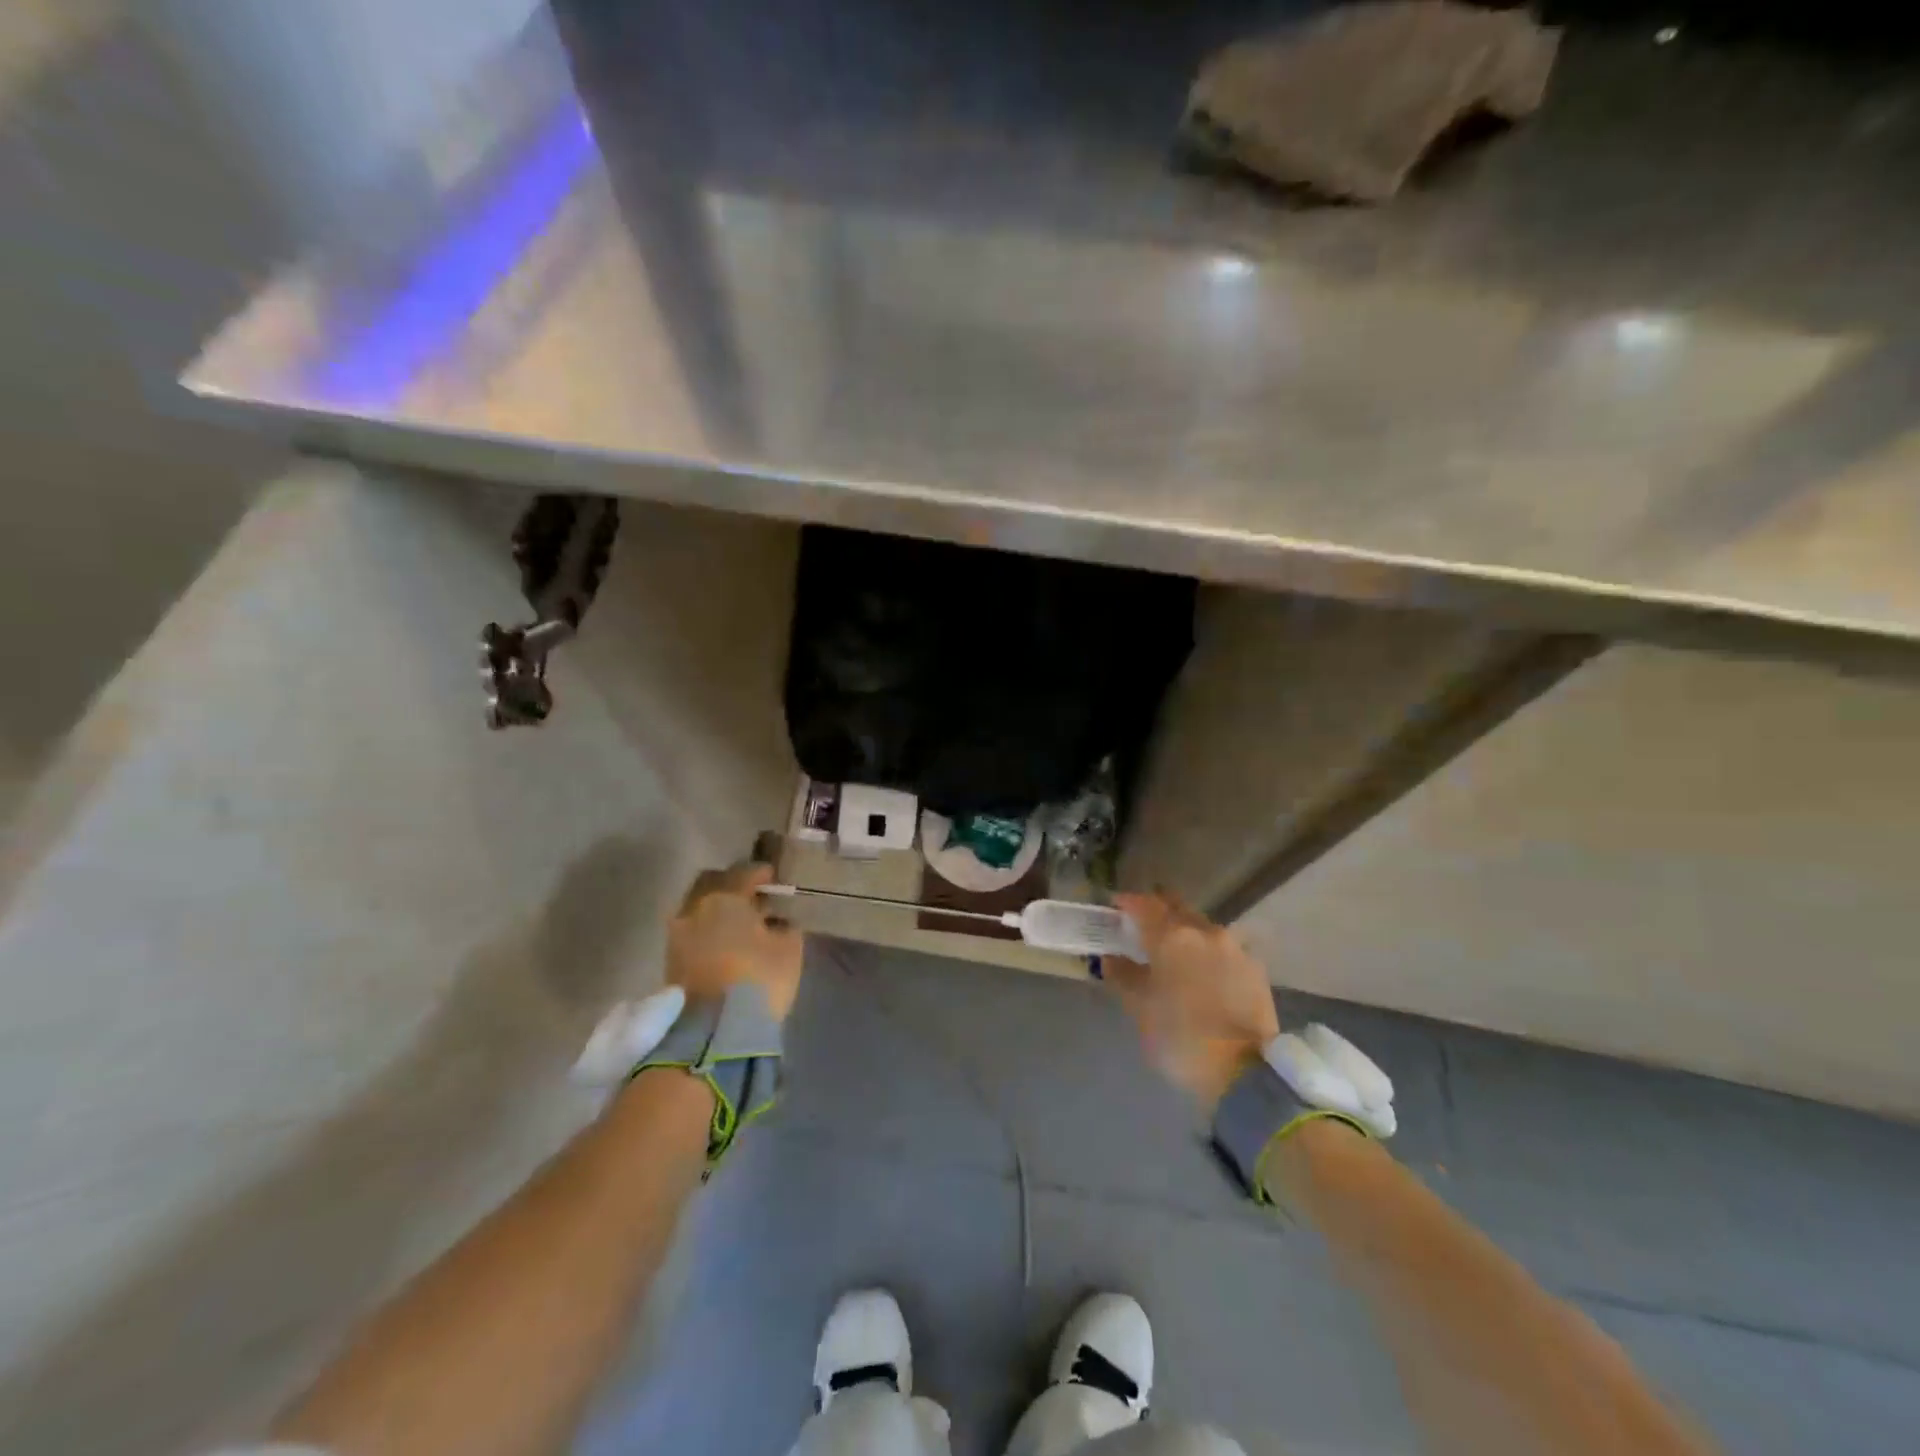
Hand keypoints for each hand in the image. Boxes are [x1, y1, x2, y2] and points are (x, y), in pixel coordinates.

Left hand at [667, 863, 804, 1021]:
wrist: (714, 1032)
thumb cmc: (758, 979)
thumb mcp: (788, 949)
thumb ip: (784, 927)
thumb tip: (777, 921)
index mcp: (724, 898)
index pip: (744, 873)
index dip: (761, 873)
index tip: (773, 878)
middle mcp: (694, 908)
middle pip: (712, 884)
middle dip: (731, 886)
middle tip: (752, 895)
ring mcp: (678, 935)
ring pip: (698, 908)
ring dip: (716, 909)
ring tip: (739, 922)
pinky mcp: (671, 961)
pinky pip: (692, 931)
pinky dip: (707, 929)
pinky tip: (726, 940)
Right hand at [1107, 893, 1279, 1112]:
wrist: (1243, 1072)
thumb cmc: (1180, 1036)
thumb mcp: (1139, 1007)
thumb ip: (1122, 975)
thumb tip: (1111, 957)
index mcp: (1172, 935)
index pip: (1144, 904)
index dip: (1127, 902)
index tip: (1115, 908)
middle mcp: (1205, 931)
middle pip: (1176, 908)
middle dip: (1158, 912)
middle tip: (1143, 929)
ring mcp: (1234, 948)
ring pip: (1202, 928)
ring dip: (1185, 934)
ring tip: (1174, 955)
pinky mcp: (1255, 969)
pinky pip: (1224, 950)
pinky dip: (1208, 954)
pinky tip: (1203, 975)